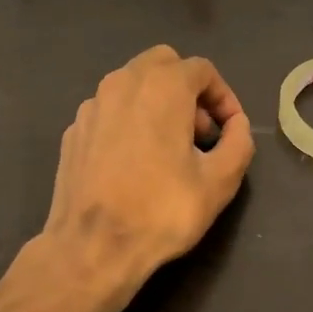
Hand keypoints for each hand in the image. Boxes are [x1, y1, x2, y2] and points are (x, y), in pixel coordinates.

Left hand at [31, 46, 255, 311]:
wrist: (92, 247)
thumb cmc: (162, 211)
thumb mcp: (220, 181)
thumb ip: (239, 142)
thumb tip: (237, 125)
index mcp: (162, 86)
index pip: (202, 69)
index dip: (223, 96)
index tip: (230, 129)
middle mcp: (123, 82)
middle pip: (163, 64)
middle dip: (188, 89)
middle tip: (200, 132)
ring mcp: (92, 104)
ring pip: (132, 83)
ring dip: (157, 102)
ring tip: (169, 148)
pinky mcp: (74, 129)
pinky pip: (109, 110)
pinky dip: (128, 120)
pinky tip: (134, 161)